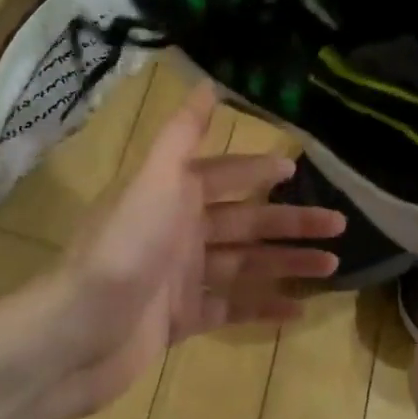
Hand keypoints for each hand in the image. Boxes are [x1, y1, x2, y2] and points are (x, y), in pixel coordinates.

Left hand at [19, 84, 344, 418]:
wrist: (77, 335)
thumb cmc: (122, 251)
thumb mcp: (154, 182)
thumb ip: (182, 135)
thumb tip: (207, 83)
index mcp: (170, 196)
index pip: (223, 175)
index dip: (258, 170)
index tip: (298, 169)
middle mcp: (178, 232)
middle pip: (245, 222)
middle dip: (290, 222)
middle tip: (339, 224)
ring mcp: (180, 279)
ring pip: (245, 265)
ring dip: (287, 263)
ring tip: (333, 266)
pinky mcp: (182, 320)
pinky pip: (232, 309)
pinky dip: (264, 308)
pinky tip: (299, 310)